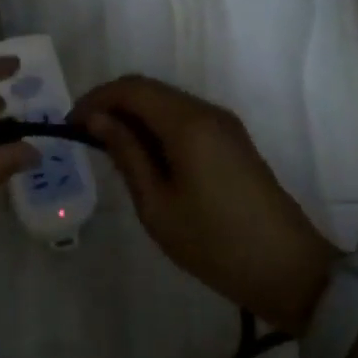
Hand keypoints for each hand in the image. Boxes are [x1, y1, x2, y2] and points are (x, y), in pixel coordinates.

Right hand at [70, 75, 338, 333]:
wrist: (288, 270)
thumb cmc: (213, 242)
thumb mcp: (156, 204)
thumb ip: (126, 154)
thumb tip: (97, 119)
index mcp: (187, 123)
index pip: (130, 88)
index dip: (95, 99)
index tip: (70, 126)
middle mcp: (207, 112)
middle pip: (149, 89)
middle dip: (111, 106)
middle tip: (85, 140)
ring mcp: (224, 125)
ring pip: (167, 103)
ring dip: (134, 117)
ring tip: (109, 152)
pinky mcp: (232, 142)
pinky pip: (184, 119)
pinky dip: (156, 128)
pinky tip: (143, 159)